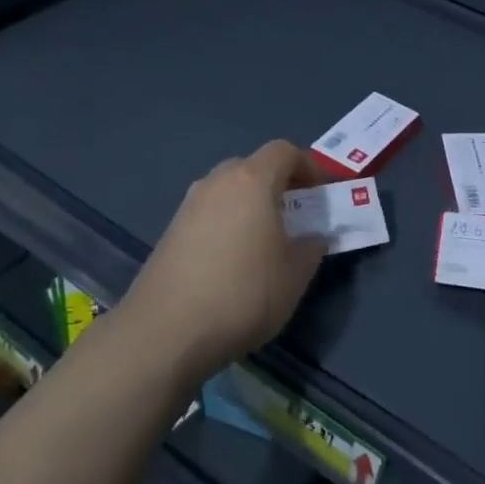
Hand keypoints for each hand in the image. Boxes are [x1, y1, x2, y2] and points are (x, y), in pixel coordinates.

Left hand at [119, 140, 328, 386]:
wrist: (165, 332)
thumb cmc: (243, 293)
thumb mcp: (295, 275)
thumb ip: (312, 248)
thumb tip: (313, 238)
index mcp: (252, 180)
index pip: (284, 151)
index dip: (308, 167)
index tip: (320, 193)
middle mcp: (217, 182)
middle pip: (253, 167)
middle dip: (278, 184)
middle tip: (294, 215)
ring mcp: (188, 205)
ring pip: (228, 190)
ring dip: (250, 205)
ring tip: (263, 240)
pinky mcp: (169, 232)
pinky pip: (209, 214)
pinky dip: (226, 224)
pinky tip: (231, 261)